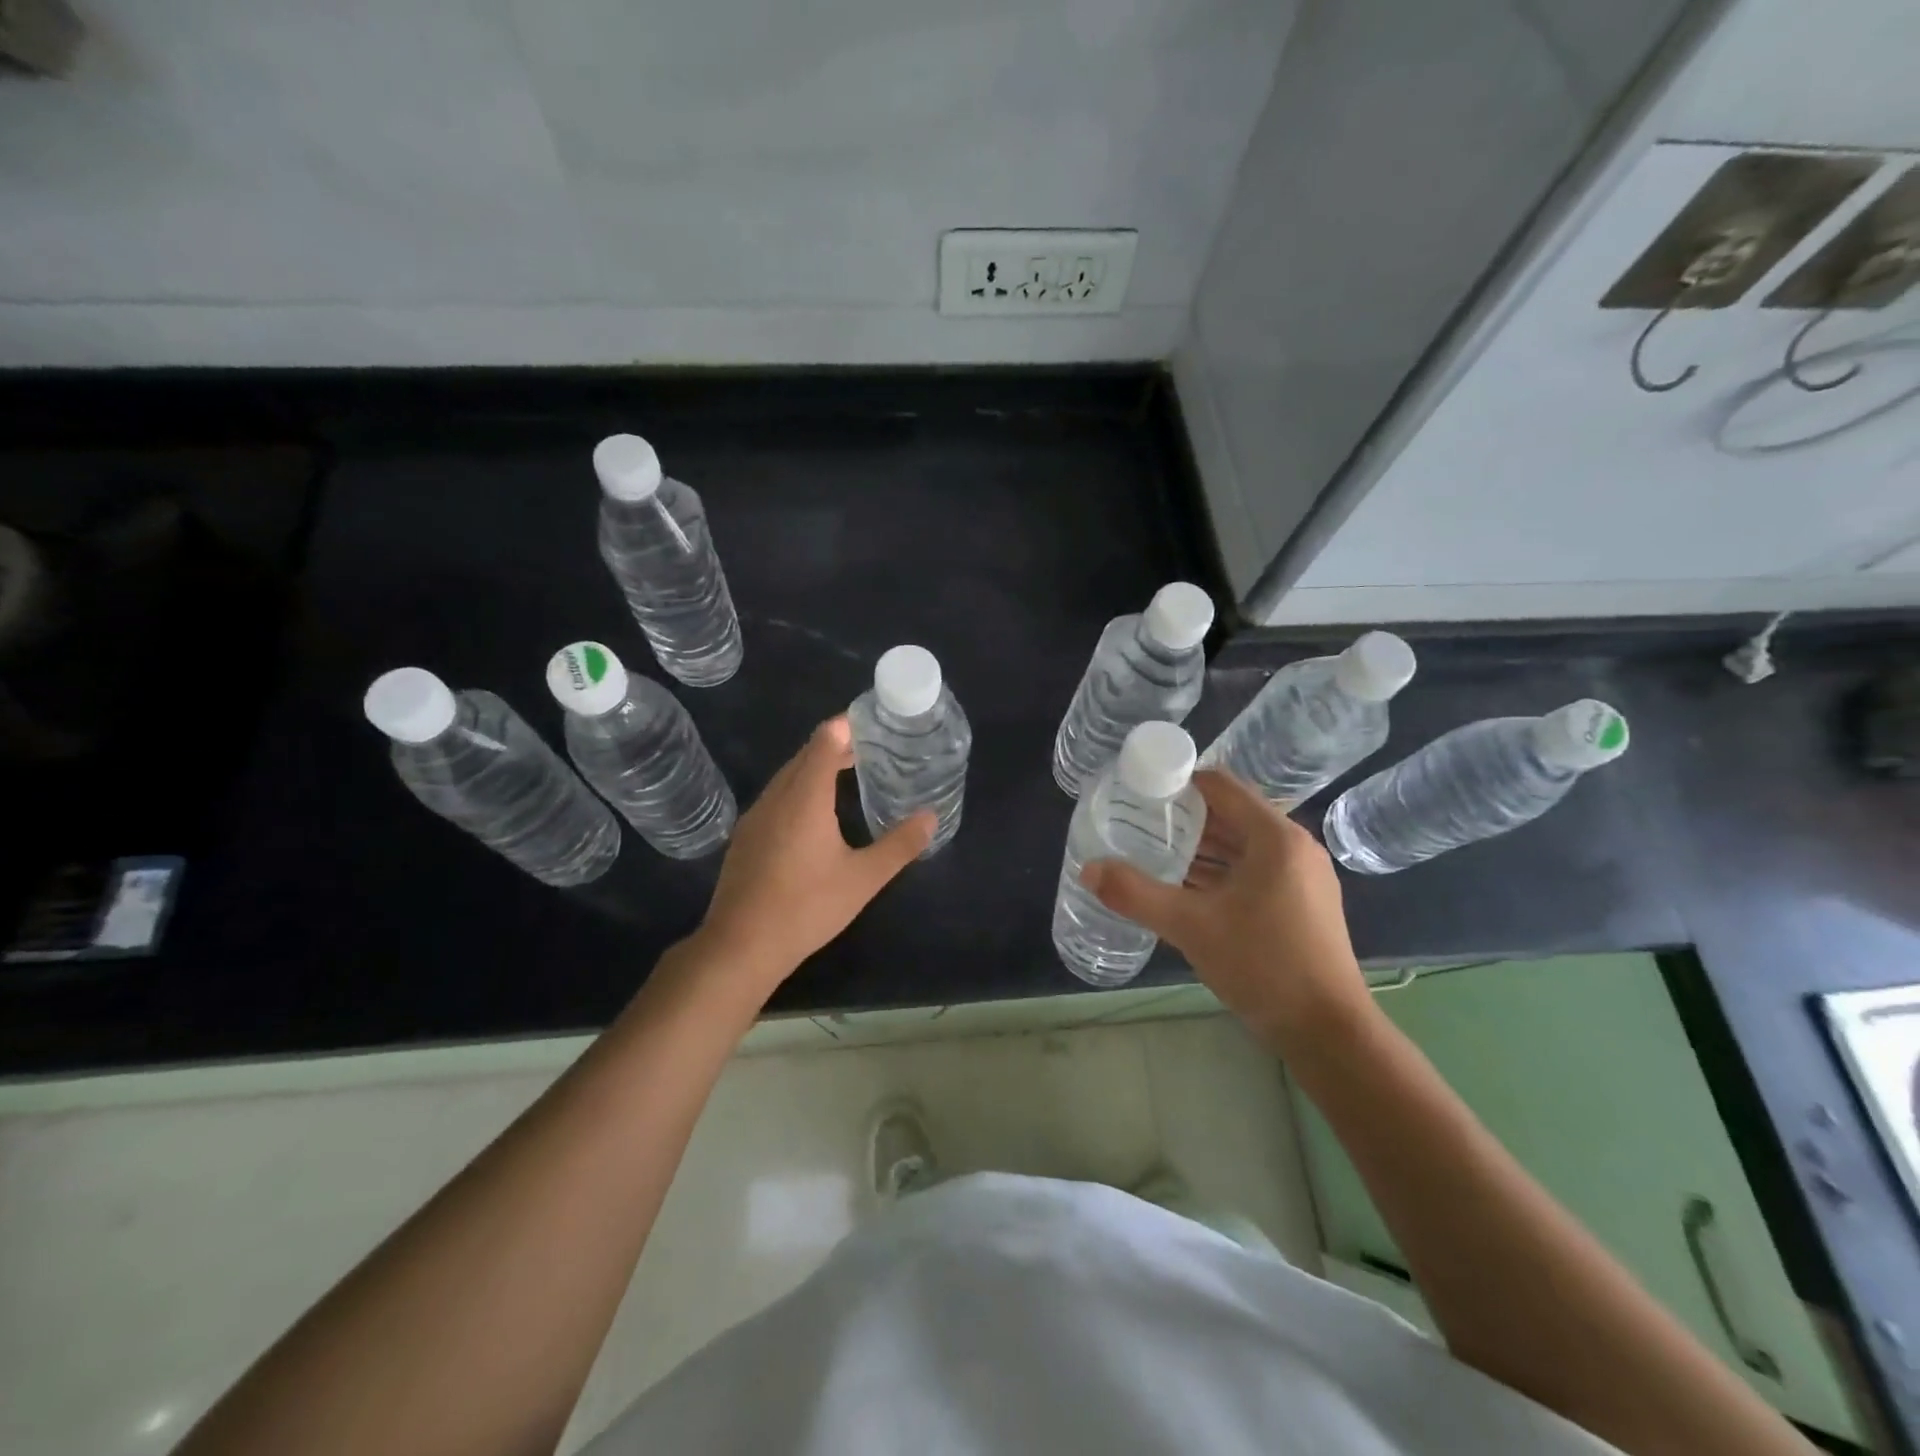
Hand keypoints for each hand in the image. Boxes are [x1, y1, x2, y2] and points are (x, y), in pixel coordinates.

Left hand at [698, 717, 933, 995]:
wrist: (740, 946)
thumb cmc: (806, 907)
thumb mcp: (863, 879)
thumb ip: (900, 845)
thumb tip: (931, 816)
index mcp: (805, 796)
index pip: (825, 739)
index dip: (849, 724)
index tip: (875, 722)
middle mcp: (777, 796)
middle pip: (806, 754)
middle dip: (837, 744)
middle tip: (872, 748)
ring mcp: (756, 816)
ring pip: (788, 776)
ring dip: (816, 767)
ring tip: (848, 774)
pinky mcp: (746, 836)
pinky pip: (777, 796)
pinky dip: (800, 788)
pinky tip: (815, 813)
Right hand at [1081, 770, 1374, 1053]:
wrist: (1328, 1032)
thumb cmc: (1263, 966)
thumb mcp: (1190, 927)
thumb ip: (1135, 894)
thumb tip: (1087, 869)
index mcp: (1275, 837)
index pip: (1221, 785)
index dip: (1178, 782)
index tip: (1139, 793)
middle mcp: (1294, 847)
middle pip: (1231, 813)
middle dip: (1183, 816)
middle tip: (1137, 822)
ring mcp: (1302, 876)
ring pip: (1241, 844)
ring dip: (1200, 845)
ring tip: (1152, 850)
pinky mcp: (1302, 902)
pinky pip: (1253, 869)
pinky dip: (1220, 870)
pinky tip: (1184, 886)